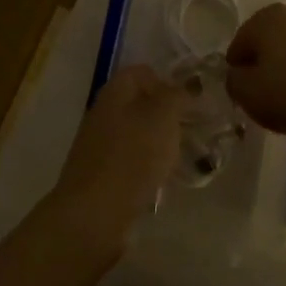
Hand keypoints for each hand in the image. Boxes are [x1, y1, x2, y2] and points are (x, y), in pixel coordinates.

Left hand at [47, 65, 186, 254]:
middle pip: (140, 103)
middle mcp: (104, 113)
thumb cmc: (131, 156)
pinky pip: (131, 160)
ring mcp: (100, 145)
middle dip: (167, 115)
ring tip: (182, 156)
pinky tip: (161, 180)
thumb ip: (177, 96)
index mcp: (115, 92)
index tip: (190, 103)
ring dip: (160, 142)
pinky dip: (148, 166)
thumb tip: (187, 86)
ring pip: (138, 133)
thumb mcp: (162, 117)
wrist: (94, 213)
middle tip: (191, 130)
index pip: (142, 72)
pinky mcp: (102, 173)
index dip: (167, 82)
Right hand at [225, 2, 285, 142]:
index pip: (241, 40)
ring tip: (285, 98)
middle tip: (260, 91)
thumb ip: (233, 79)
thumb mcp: (245, 92)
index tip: (239, 87)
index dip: (237, 65)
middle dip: (263, 62)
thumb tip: (239, 75)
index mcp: (269, 18)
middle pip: (270, 41)